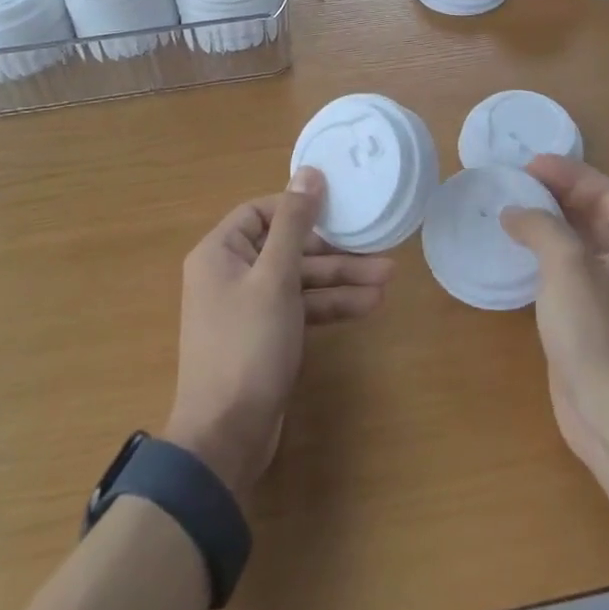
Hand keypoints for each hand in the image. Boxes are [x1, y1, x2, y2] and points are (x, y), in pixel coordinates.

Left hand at [164, 168, 393, 501]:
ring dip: (340, 279)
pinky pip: (300, 308)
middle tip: (376, 249)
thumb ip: (294, 223)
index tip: (337, 207)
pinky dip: (330, 306)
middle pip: (287, 247)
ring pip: (299, 280)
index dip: (299, 207)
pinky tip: (368, 305)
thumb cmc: (247, 345)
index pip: (261, 212)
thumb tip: (309, 172)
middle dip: (333, 252)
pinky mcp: (266, 336)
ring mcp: (249, 307)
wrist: (226, 437)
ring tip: (387, 280)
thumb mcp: (275, 277)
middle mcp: (231, 274)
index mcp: (220, 252)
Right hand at [502, 156, 608, 479]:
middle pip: (595, 213)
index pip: (606, 191)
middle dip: (558, 193)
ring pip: (580, 241)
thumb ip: (541, 226)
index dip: (569, 173)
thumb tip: (515, 212)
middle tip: (517, 182)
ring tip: (511, 209)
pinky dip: (545, 253)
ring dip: (549, 222)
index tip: (529, 166)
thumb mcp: (567, 265)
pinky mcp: (592, 317)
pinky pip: (568, 270)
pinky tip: (517, 253)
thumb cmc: (597, 331)